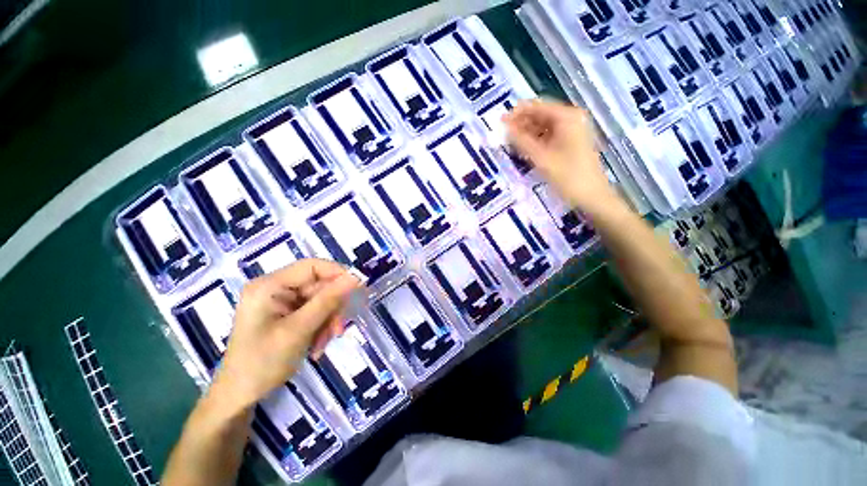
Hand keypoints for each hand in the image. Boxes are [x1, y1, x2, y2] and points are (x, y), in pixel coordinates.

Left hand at [212, 259, 361, 411]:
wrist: (240, 396)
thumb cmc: (262, 362)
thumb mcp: (299, 329)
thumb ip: (328, 300)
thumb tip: (356, 277)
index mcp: (269, 285)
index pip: (312, 266)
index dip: (338, 274)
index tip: (358, 289)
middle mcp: (275, 288)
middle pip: (319, 285)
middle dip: (332, 308)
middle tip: (338, 330)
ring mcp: (281, 302)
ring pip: (320, 300)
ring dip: (328, 321)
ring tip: (324, 343)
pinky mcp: (286, 314)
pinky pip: (314, 312)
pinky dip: (321, 327)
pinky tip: (317, 346)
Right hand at [503, 100, 621, 214]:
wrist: (591, 196)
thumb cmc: (568, 176)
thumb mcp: (541, 158)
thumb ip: (521, 141)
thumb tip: (505, 127)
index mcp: (567, 117)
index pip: (537, 106)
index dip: (517, 113)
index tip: (500, 122)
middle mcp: (570, 119)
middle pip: (540, 115)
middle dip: (521, 124)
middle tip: (503, 135)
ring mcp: (571, 131)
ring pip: (543, 127)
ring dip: (527, 133)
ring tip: (511, 143)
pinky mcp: (570, 142)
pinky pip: (548, 136)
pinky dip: (535, 141)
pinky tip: (524, 149)